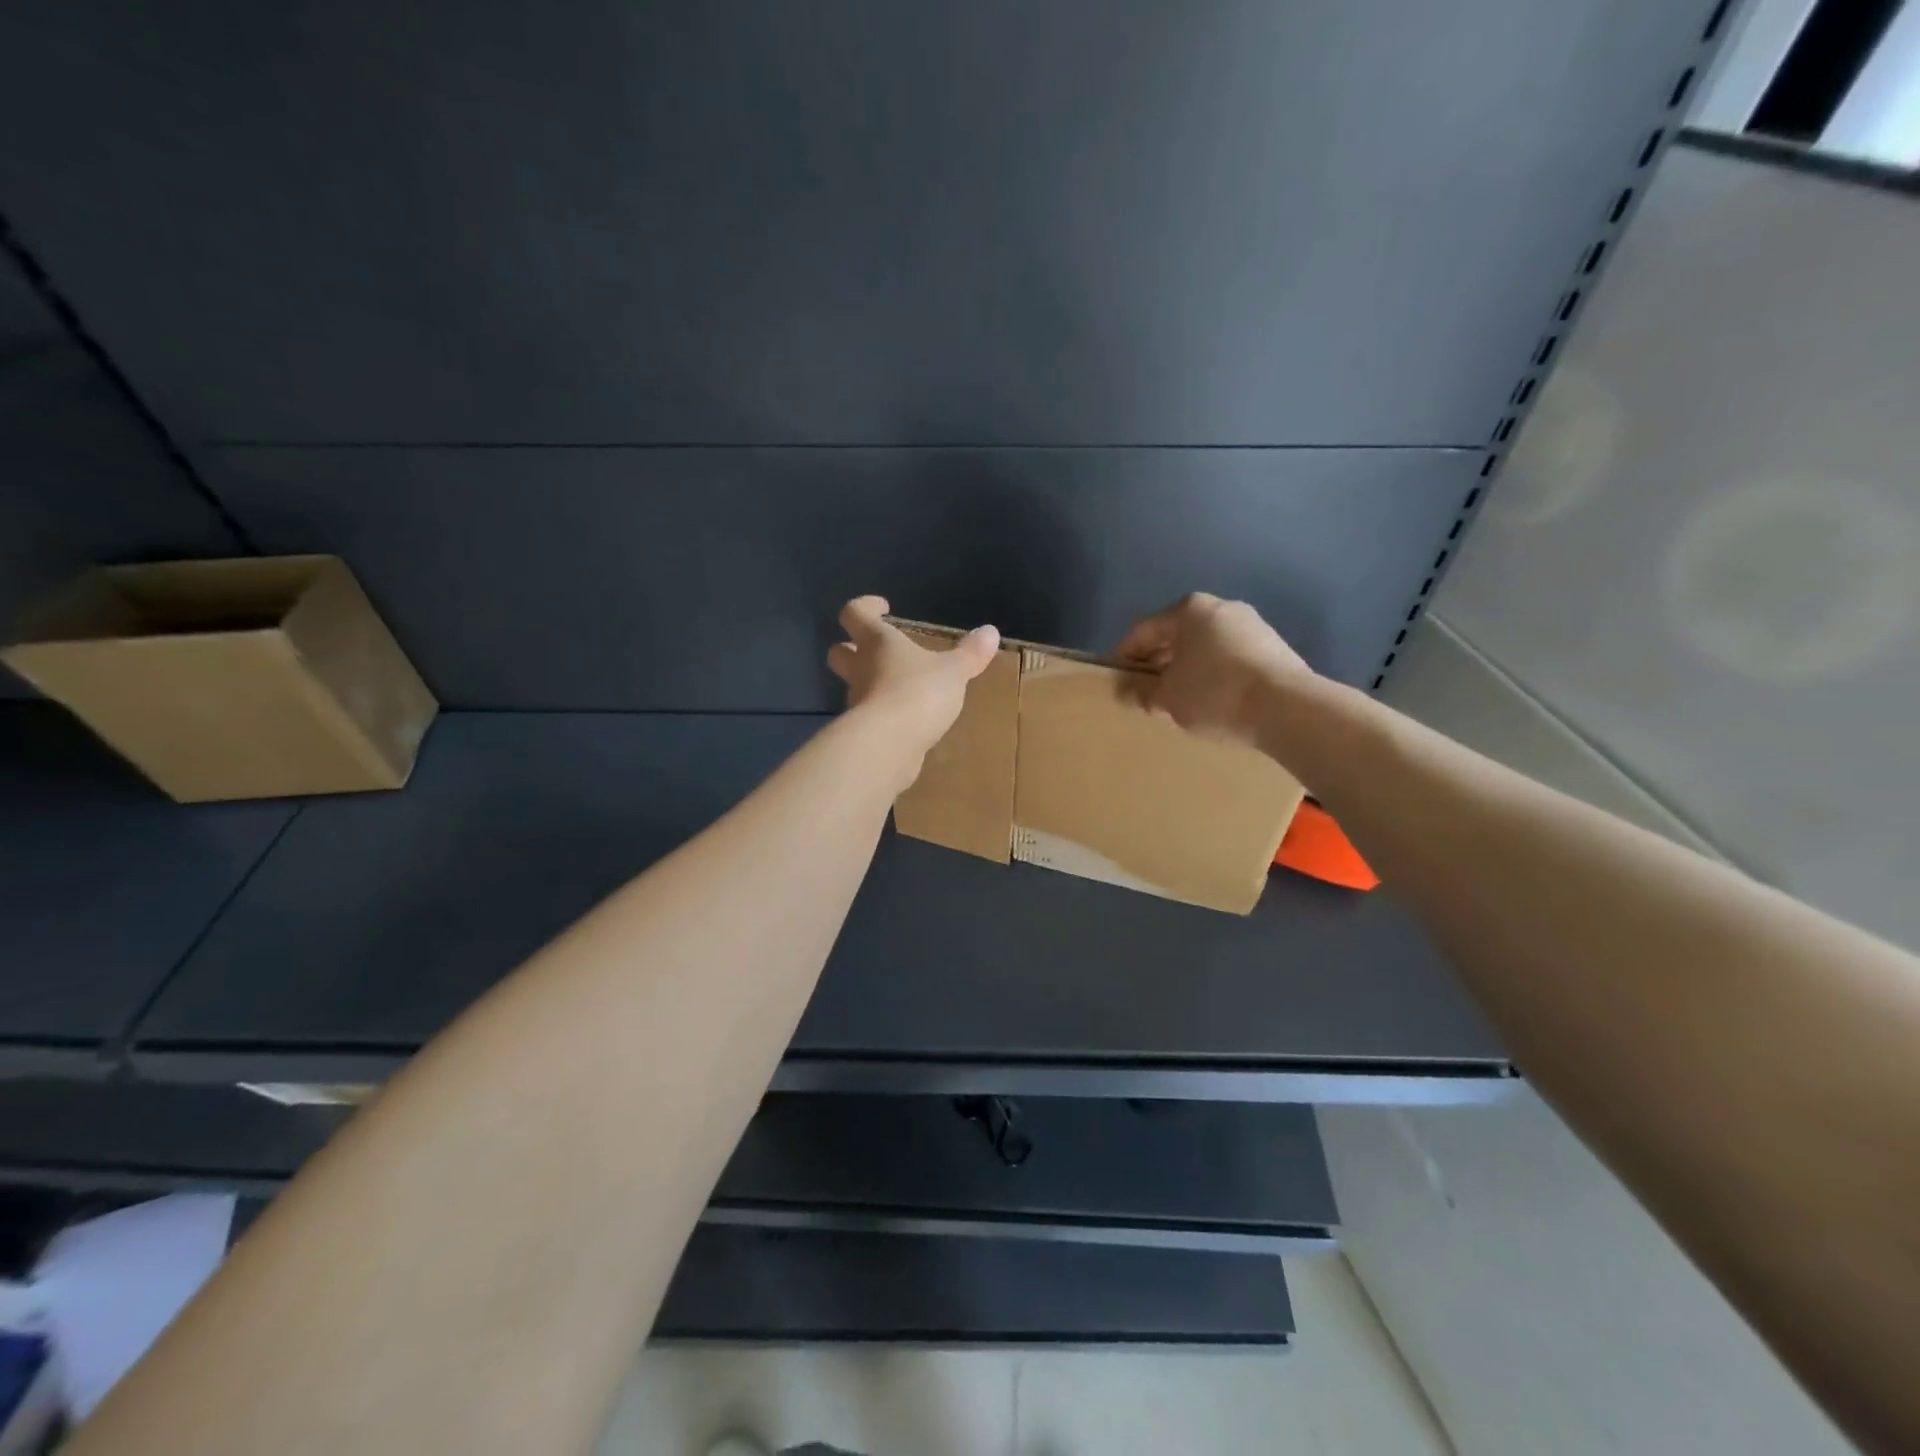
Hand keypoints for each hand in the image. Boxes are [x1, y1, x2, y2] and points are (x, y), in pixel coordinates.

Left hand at [828, 596, 1000, 756]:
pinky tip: (905, 722)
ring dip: (870, 684)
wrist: (888, 745)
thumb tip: (990, 632)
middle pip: (840, 652)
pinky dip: (883, 715)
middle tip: (876, 650)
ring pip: (855, 686)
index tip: (882, 608)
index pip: (855, 613)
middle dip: (852, 648)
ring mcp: (857, 703)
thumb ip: (969, 654)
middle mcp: (860, 669)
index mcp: (876, 642)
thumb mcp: (953, 671)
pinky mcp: (863, 733)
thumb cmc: (918, 693)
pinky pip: (870, 717)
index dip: (865, 607)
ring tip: (900, 689)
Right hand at [1115, 593, 1313, 749]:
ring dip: (1186, 671)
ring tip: (1177, 701)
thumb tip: (1126, 690)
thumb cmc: (1214, 693)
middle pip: (1176, 636)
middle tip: (1146, 693)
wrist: (1287, 708)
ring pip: (1204, 648)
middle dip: (1157, 663)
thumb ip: (1140, 691)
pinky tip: (1211, 702)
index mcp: (1189, 609)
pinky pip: (1229, 659)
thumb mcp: (1166, 697)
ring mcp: (1252, 626)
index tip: (1117, 681)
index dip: (1124, 656)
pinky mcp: (1274, 648)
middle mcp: (1222, 607)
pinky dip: (1213, 676)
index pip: (1143, 630)